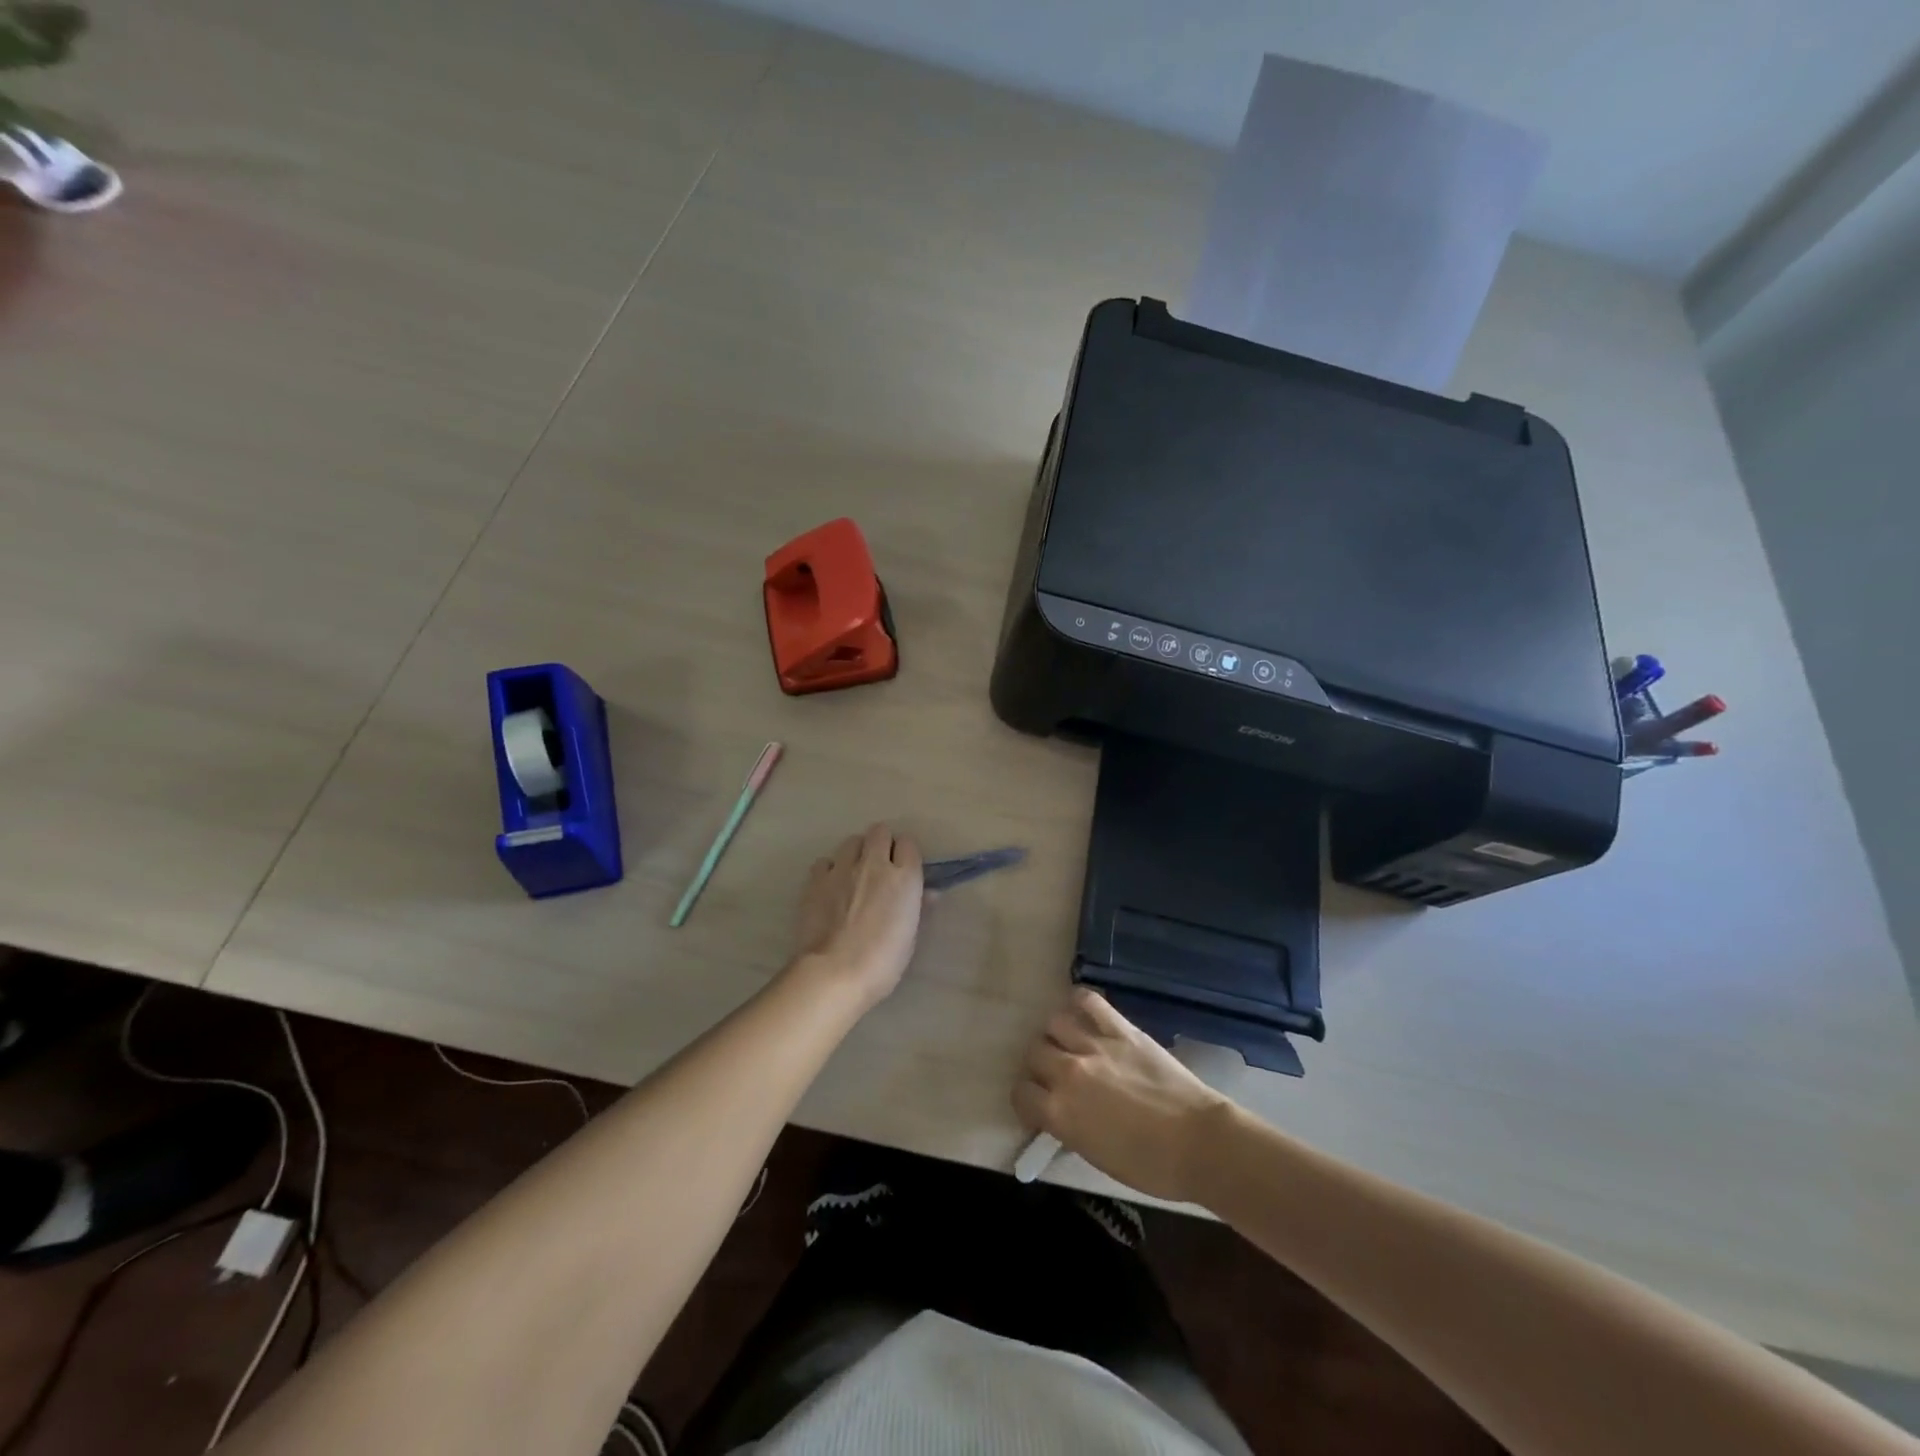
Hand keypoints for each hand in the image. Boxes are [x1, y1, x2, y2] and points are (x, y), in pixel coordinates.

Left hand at [792, 823, 924, 1008]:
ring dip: (856, 853)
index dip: (906, 855)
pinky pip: (825, 861)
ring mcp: (842, 868)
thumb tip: (930, 893)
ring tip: (854, 875)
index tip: (904, 870)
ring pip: (851, 841)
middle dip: (882, 844)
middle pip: (879, 832)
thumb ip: (919, 908)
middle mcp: (874, 863)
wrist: (834, 972)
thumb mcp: (910, 937)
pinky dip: (830, 870)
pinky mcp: (816, 879)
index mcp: (904, 877)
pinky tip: (830, 888)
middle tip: (880, 867)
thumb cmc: (882, 962)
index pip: (908, 844)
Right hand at [1013, 988, 1229, 1202]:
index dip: (1027, 1099)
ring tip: (1068, 1043)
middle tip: (1054, 1073)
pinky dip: (1079, 1002)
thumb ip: (1069, 1128)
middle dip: (1039, 1064)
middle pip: (1033, 1053)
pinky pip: (1089, 1001)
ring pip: (1054, 1023)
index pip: (1021, 1093)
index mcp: (1060, 1112)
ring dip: (1056, 1035)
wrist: (1199, 1143)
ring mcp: (1094, 1046)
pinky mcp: (1121, 1029)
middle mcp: (1068, 1073)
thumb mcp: (1096, 1157)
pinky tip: (1082, 1012)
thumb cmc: (1151, 1166)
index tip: (1038, 1104)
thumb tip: (1060, 1113)